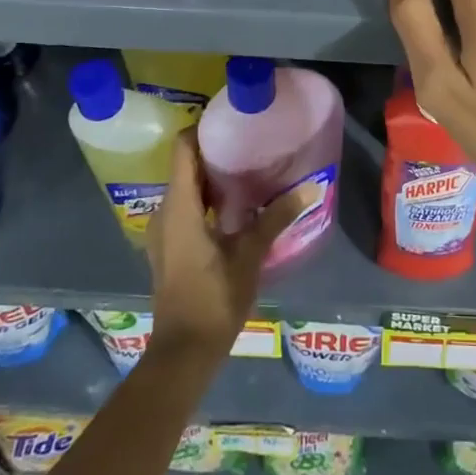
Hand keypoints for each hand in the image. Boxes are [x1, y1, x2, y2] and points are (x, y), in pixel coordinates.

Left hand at [146, 131, 318, 362]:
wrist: (183, 353)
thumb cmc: (214, 298)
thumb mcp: (250, 255)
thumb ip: (276, 217)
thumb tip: (311, 187)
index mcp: (179, 206)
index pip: (182, 149)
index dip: (203, 129)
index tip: (232, 122)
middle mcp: (165, 212)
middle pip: (185, 166)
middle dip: (215, 152)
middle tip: (251, 143)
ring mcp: (164, 231)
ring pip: (186, 189)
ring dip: (213, 178)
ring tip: (249, 170)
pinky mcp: (170, 247)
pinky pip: (186, 208)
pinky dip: (207, 199)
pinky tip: (237, 207)